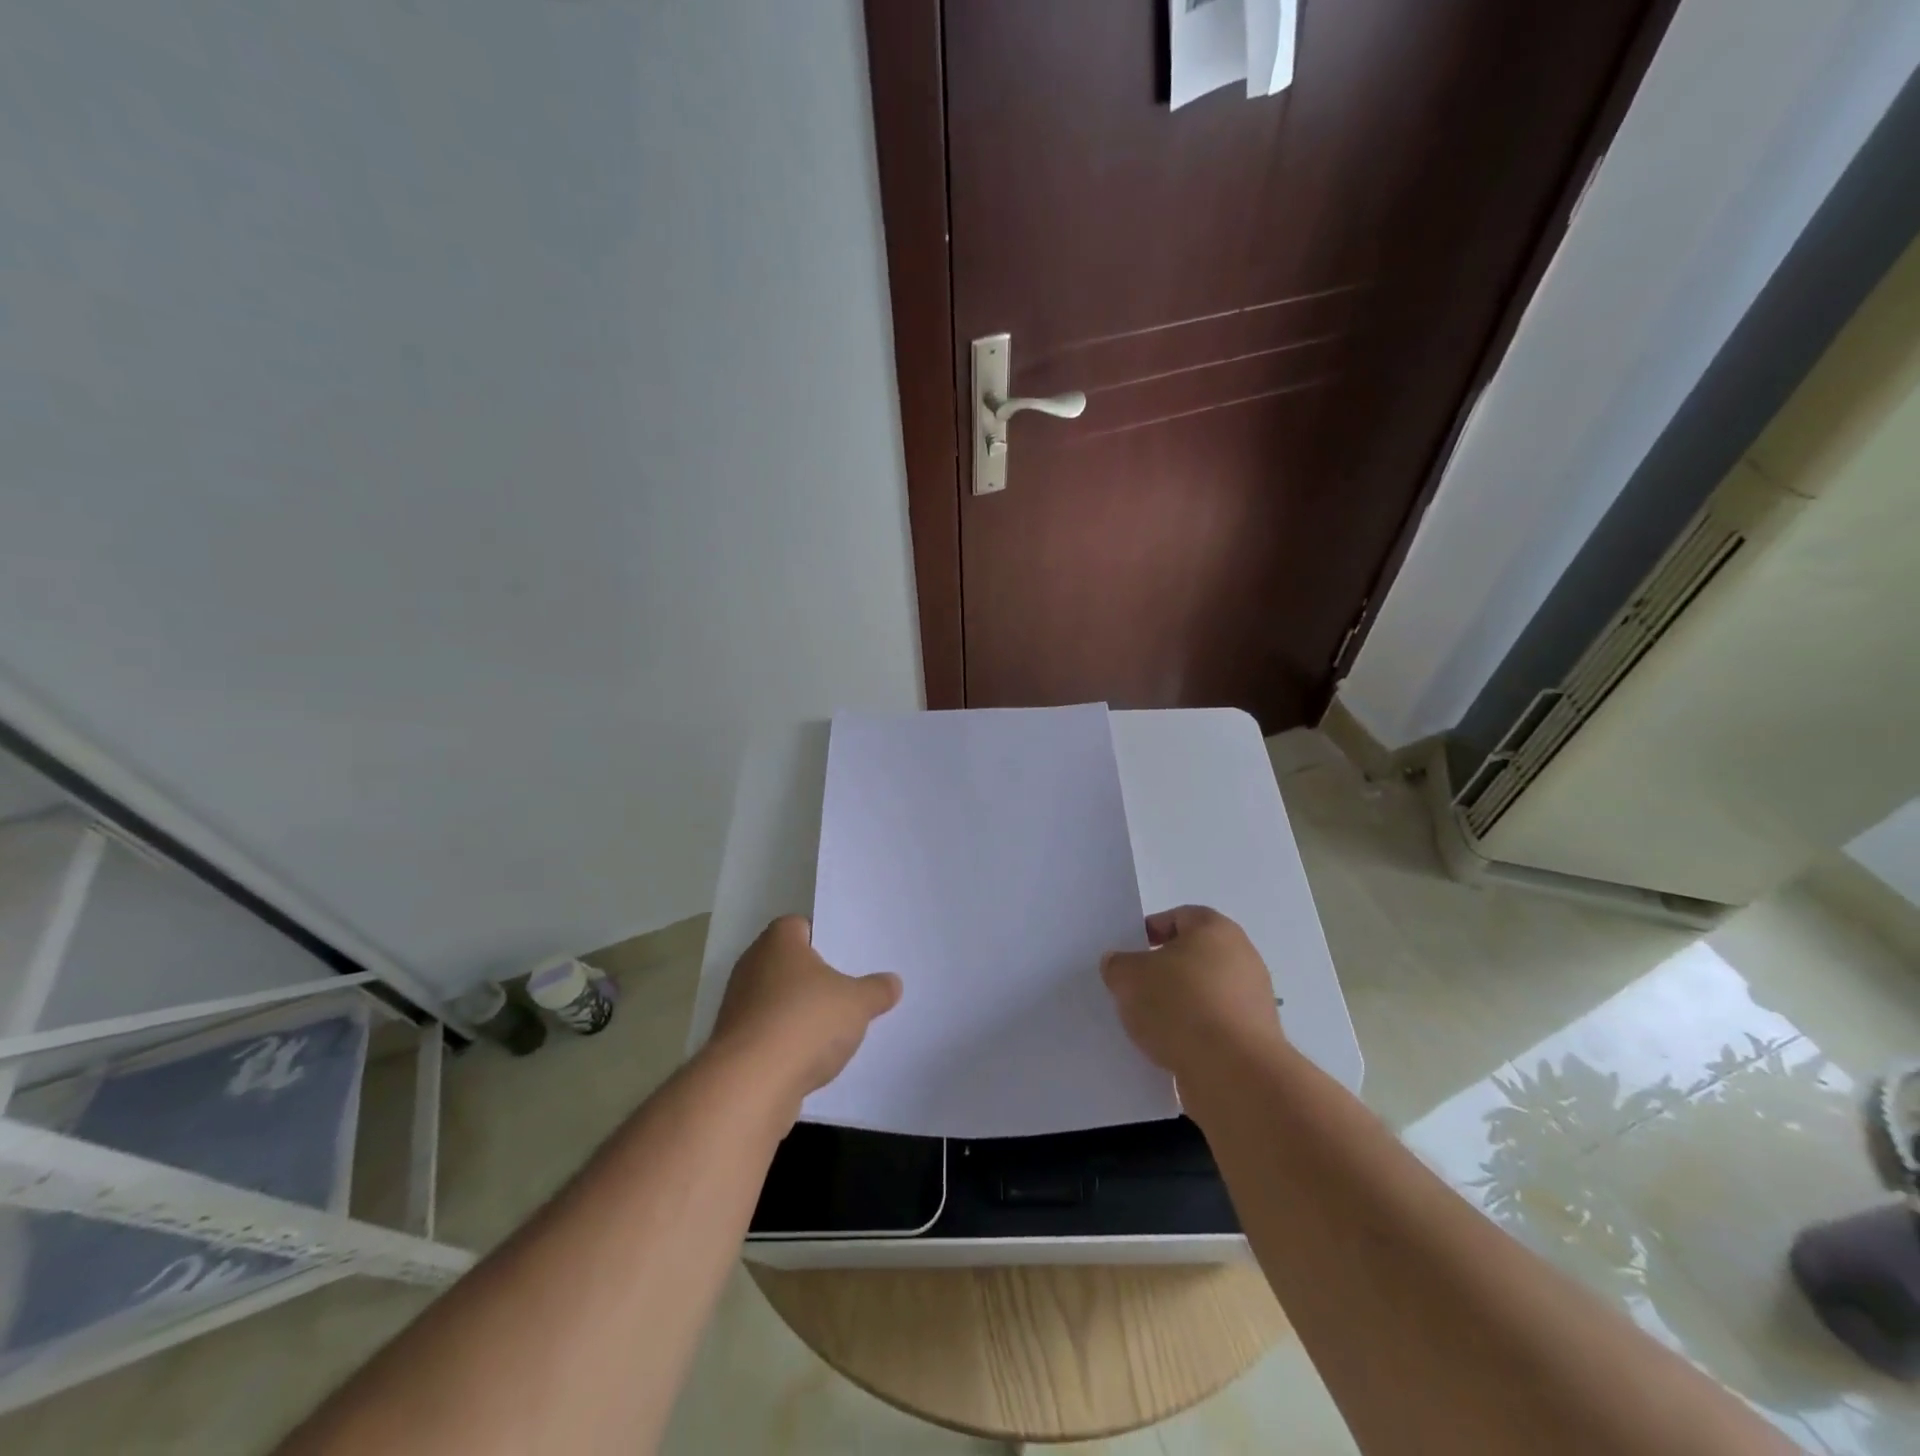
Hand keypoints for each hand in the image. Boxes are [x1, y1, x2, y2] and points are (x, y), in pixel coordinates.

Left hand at [708, 916, 901, 1105]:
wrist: (751, 1084)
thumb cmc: (806, 1022)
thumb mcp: (857, 1003)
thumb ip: (876, 990)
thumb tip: (893, 982)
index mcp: (779, 942)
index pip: (798, 926)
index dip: (822, 938)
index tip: (845, 957)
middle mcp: (752, 966)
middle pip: (787, 964)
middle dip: (812, 978)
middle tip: (845, 991)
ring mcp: (737, 1006)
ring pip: (775, 1000)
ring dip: (797, 1013)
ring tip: (831, 1029)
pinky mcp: (732, 1044)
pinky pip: (766, 1033)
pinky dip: (785, 1042)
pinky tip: (808, 1059)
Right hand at [1101, 905, 1283, 1088]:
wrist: (1234, 1073)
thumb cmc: (1181, 1006)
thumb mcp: (1129, 978)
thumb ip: (1118, 965)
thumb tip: (1119, 965)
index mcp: (1215, 929)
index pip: (1178, 917)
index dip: (1150, 931)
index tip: (1129, 955)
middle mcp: (1242, 957)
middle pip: (1193, 956)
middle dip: (1163, 972)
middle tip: (1135, 989)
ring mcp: (1254, 999)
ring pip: (1204, 993)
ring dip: (1179, 1005)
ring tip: (1149, 1025)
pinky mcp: (1255, 1038)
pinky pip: (1215, 1026)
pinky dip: (1194, 1033)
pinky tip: (1172, 1049)